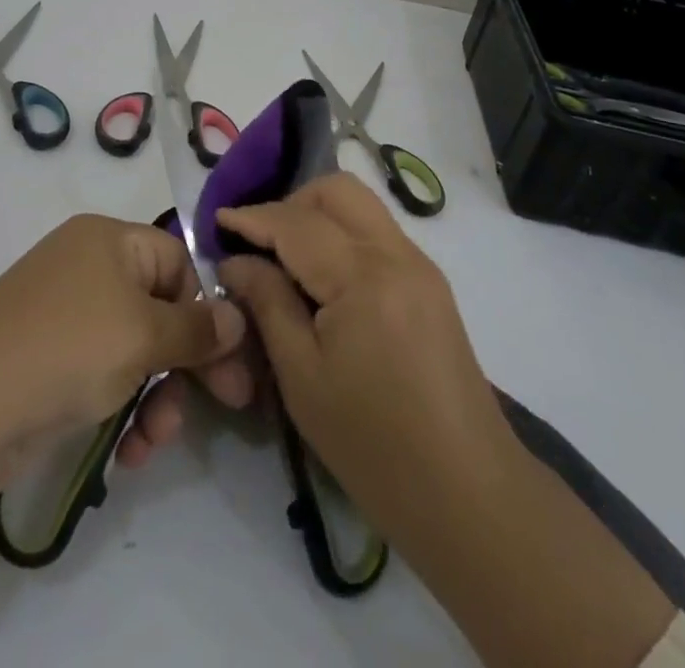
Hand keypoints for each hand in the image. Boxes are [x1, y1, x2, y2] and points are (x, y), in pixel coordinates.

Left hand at [0, 212, 254, 483]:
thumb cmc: (67, 350)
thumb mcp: (142, 335)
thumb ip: (197, 329)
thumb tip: (239, 316)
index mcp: (110, 240)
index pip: (178, 262)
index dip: (204, 308)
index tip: (230, 360)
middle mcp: (89, 268)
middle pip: (161, 309)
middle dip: (188, 363)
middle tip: (229, 405)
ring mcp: (67, 316)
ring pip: (137, 350)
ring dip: (158, 396)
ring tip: (154, 441)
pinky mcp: (52, 361)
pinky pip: (107, 374)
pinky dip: (124, 407)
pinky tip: (128, 451)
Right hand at [219, 175, 673, 667]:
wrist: (468, 494)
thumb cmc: (373, 445)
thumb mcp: (302, 377)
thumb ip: (267, 303)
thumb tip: (236, 261)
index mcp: (364, 276)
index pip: (297, 222)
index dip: (252, 217)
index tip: (216, 221)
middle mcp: (397, 253)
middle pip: (337, 190)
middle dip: (290, 202)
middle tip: (257, 242)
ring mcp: (420, 265)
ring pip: (360, 206)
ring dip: (317, 215)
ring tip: (284, 258)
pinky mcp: (430, 284)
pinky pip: (377, 233)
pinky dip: (342, 235)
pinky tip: (322, 277)